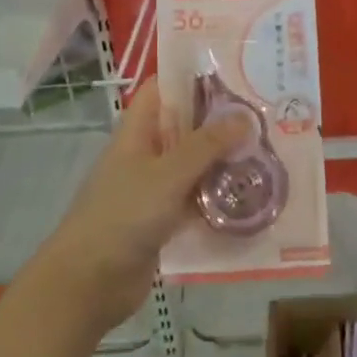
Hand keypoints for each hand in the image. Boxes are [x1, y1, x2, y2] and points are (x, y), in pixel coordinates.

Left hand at [35, 81, 246, 330]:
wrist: (88, 284)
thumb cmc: (122, 216)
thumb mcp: (167, 175)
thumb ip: (206, 146)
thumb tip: (245, 117)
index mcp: (137, 133)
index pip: (161, 90)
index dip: (191, 78)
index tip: (233, 73)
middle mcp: (145, 155)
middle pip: (184, 128)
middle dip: (220, 122)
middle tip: (265, 116)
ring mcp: (153, 189)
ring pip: (193, 166)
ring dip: (223, 162)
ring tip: (269, 153)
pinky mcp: (162, 221)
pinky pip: (195, 201)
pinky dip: (217, 198)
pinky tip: (251, 198)